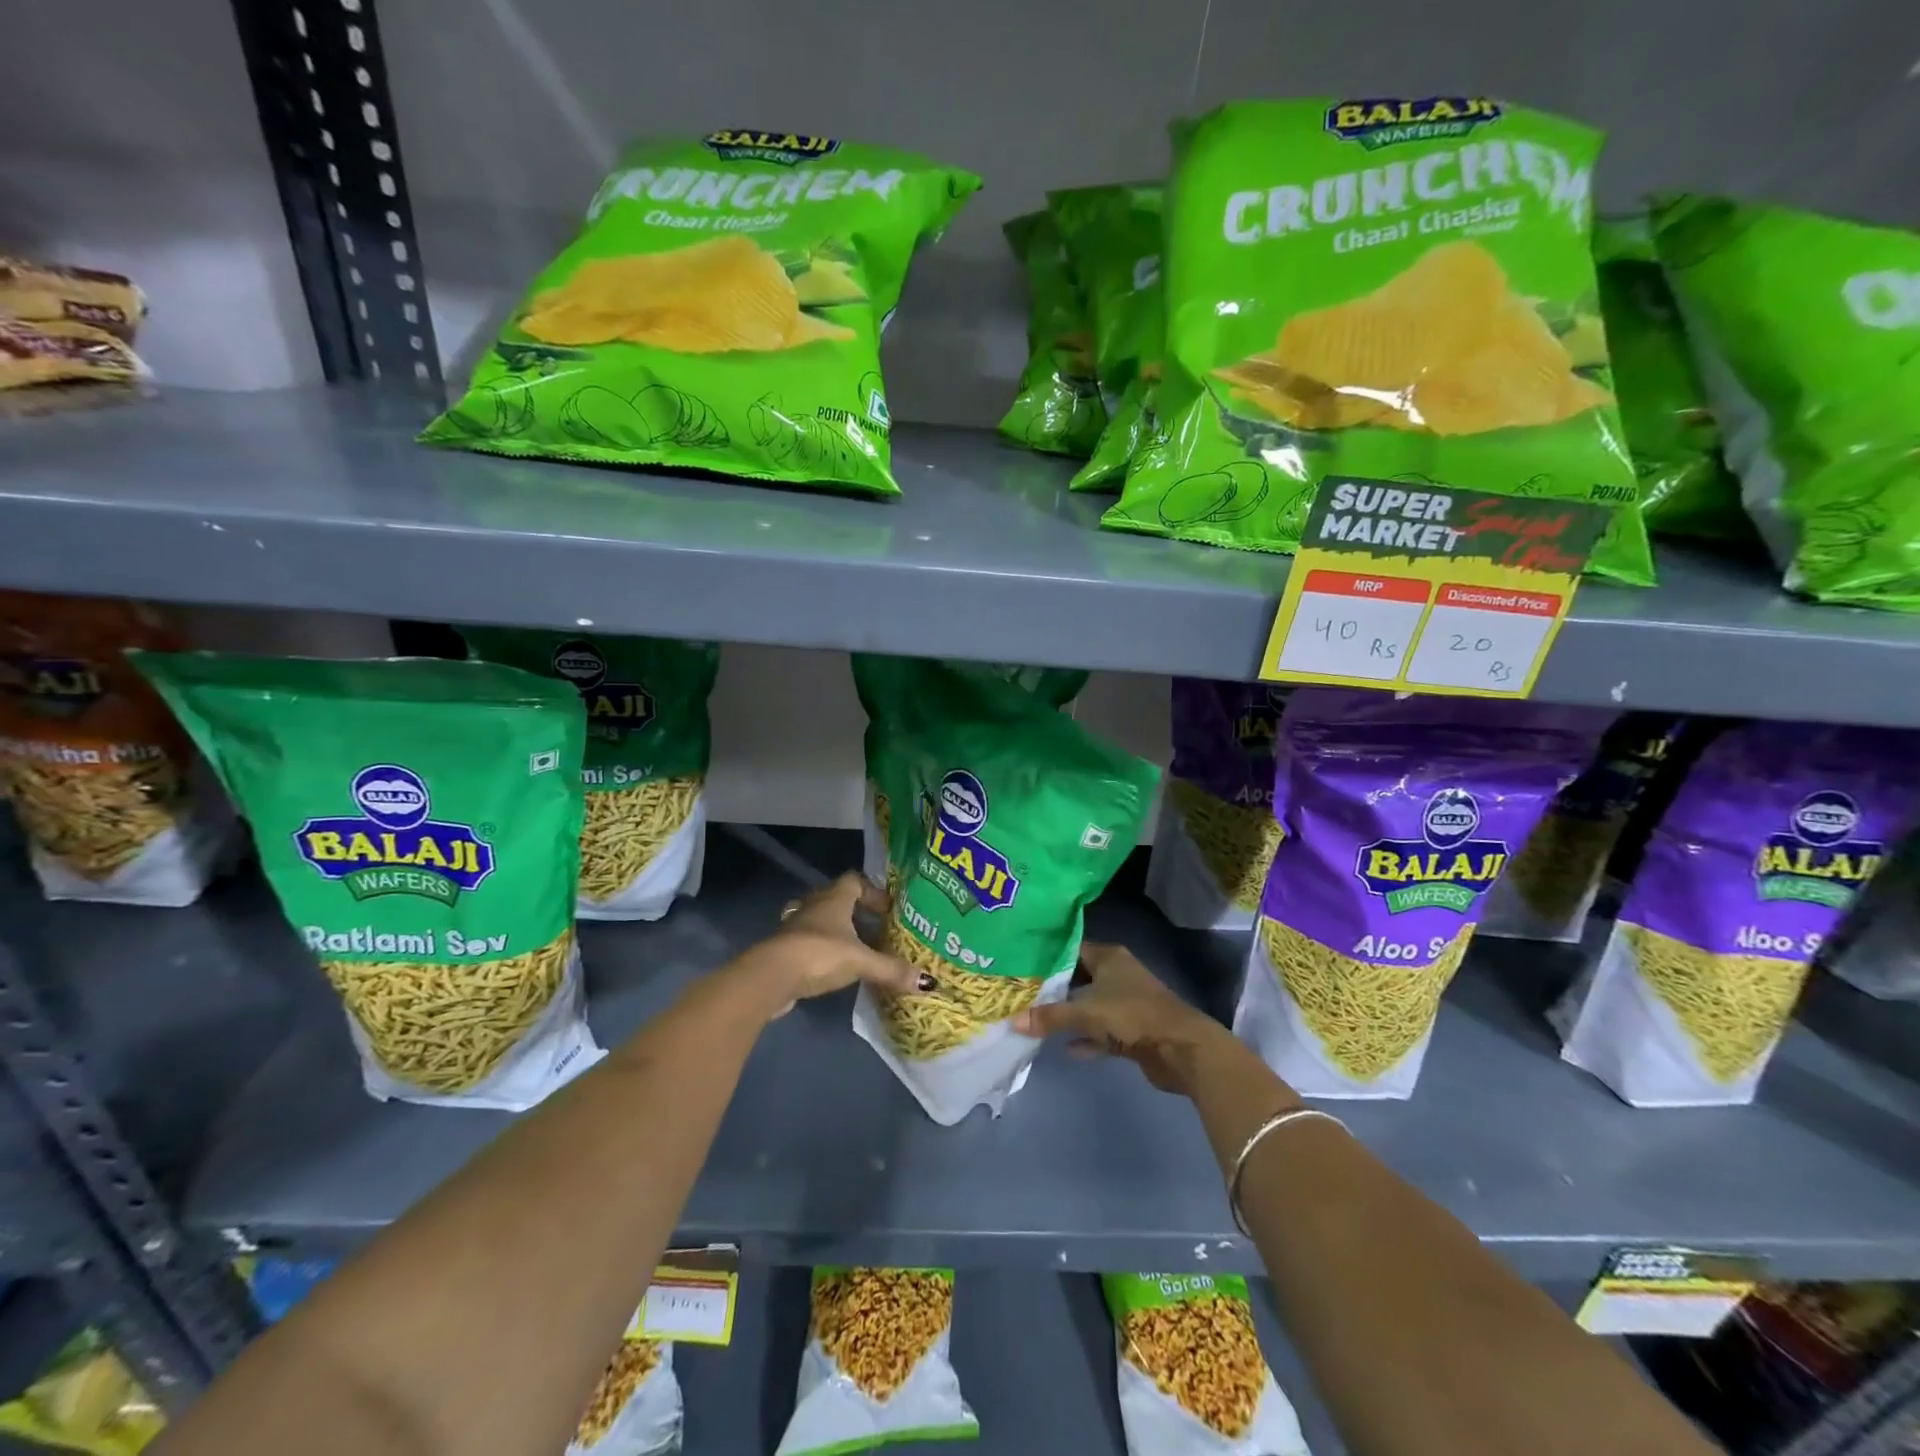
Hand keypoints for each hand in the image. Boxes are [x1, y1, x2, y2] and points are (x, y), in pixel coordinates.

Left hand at [738, 873, 916, 1015]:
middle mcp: (814, 906)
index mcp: (834, 898)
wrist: (770, 976)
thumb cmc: (819, 954)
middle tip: (878, 929)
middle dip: (857, 912)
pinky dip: (824, 950)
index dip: (872, 891)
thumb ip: (891, 969)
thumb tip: (928, 982)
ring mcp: (795, 927)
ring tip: (859, 949)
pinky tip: (835, 968)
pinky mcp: (785, 949)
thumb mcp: (861, 961)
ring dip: (838, 931)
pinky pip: (809, 942)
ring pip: (821, 921)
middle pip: (837, 899)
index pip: (854, 880)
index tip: (888, 909)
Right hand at [1011, 942, 1239, 1096]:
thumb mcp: (1086, 1013)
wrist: (1180, 1048)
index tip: (1022, 967)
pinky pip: (1103, 1032)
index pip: (1071, 950)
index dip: (1047, 958)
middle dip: (1055, 989)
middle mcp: (1118, 974)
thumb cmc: (1131, 1015)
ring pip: (1091, 1006)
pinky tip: (1067, 1048)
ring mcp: (1127, 1003)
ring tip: (1037, 1022)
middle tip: (1023, 996)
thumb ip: (1050, 1016)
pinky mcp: (1134, 1030)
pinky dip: (1088, 1039)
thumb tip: (1013, 1021)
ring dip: (1070, 1015)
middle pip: (1079, 978)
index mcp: (1109, 957)